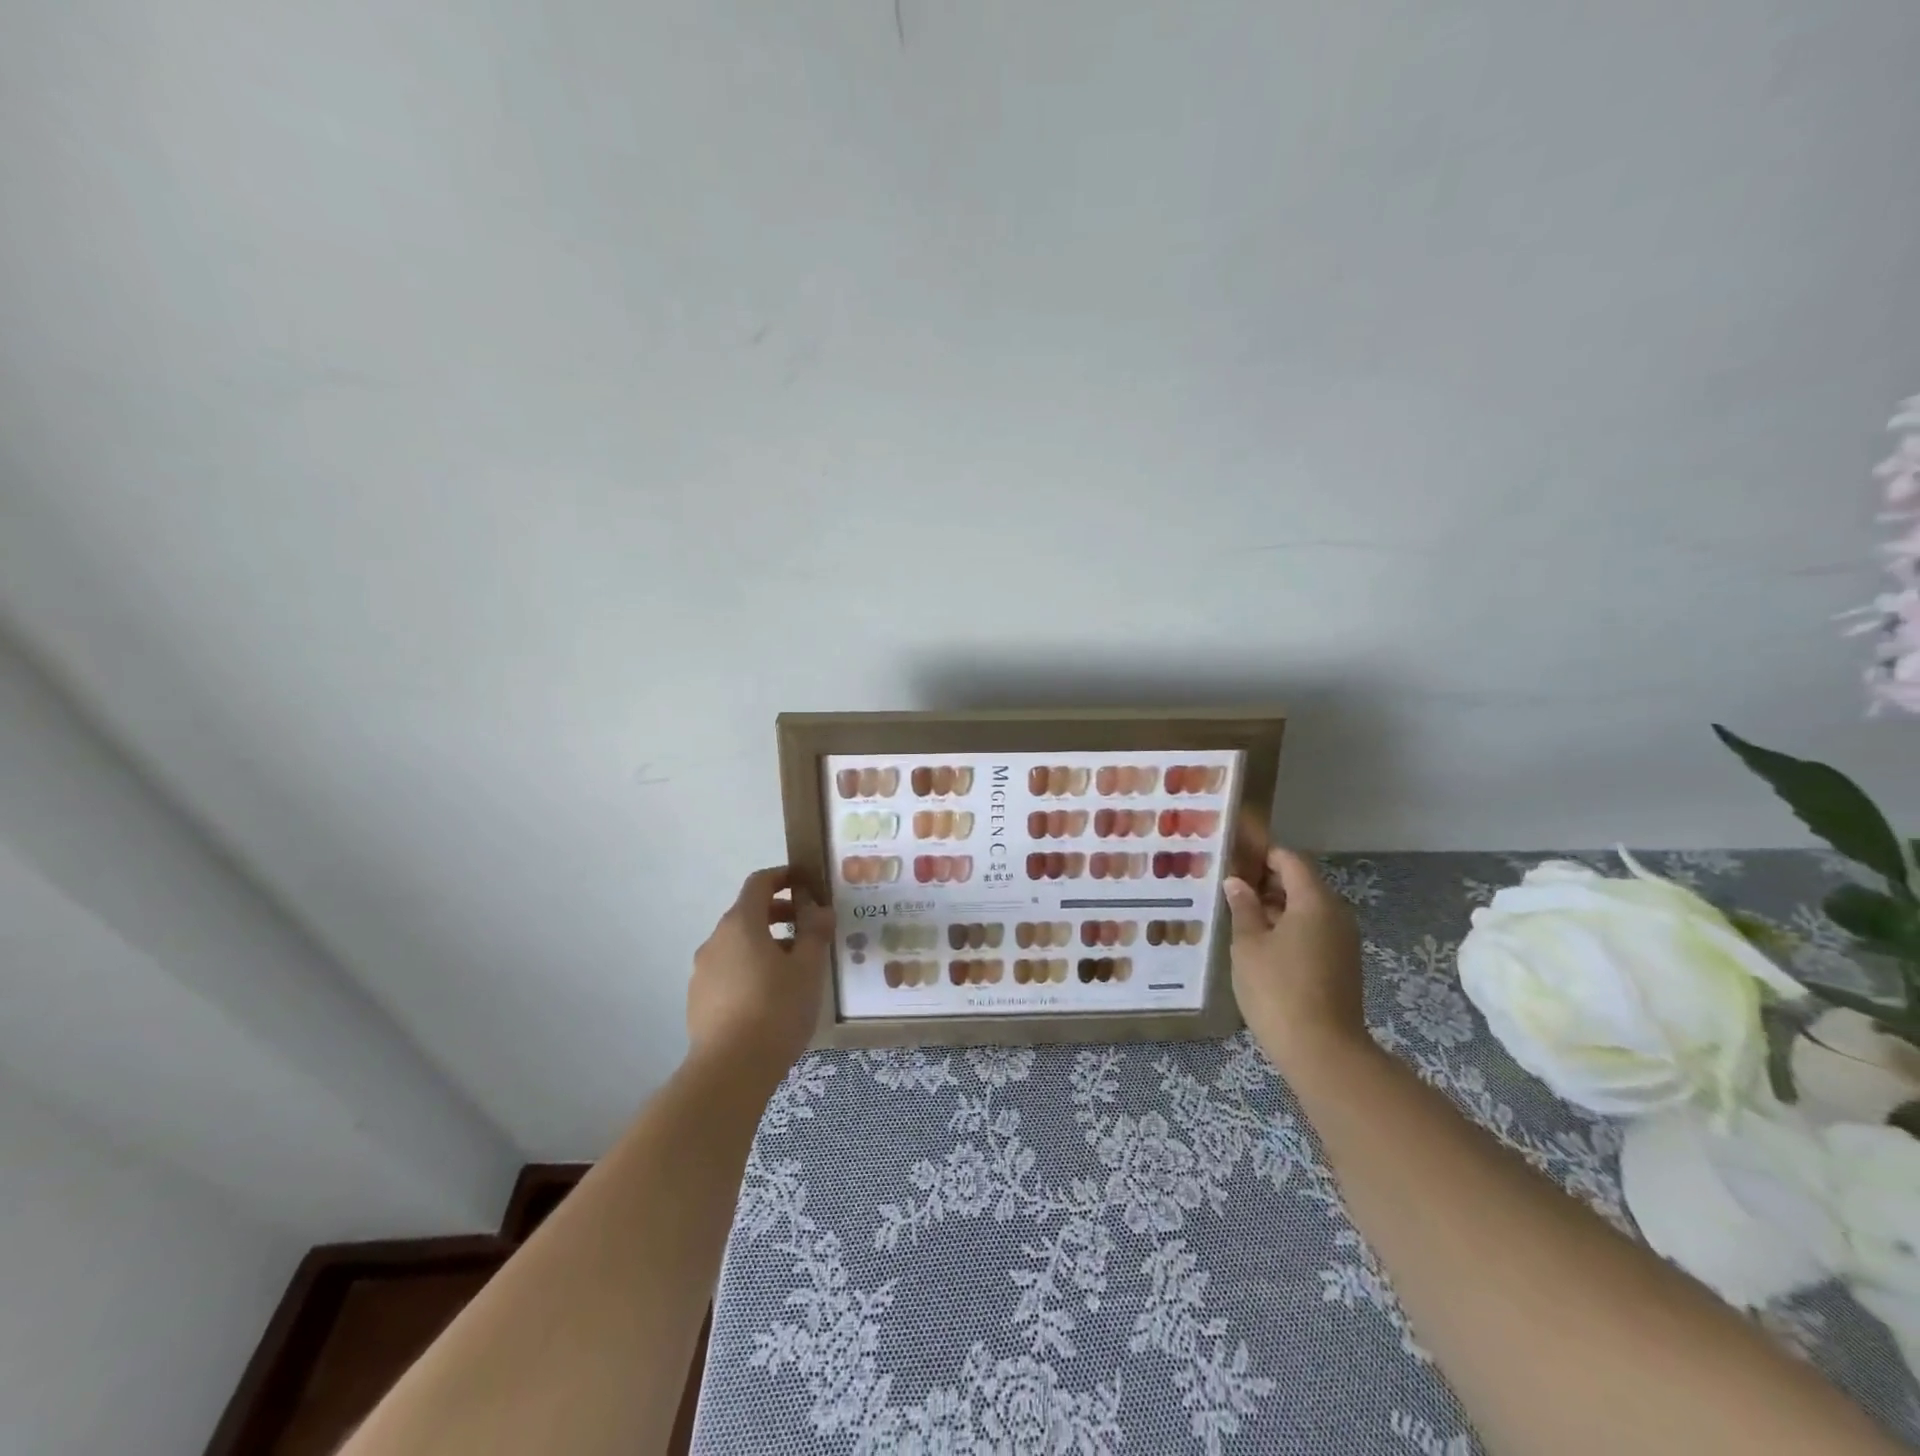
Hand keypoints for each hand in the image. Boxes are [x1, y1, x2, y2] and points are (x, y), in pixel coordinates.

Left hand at [687, 867, 831, 1077]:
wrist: (730, 1071)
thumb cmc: (776, 1009)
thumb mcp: (808, 968)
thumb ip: (815, 932)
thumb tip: (819, 909)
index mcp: (741, 923)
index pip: (759, 883)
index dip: (783, 877)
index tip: (806, 883)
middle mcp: (716, 939)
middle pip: (747, 913)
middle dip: (779, 913)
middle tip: (809, 927)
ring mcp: (702, 970)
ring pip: (737, 943)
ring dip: (765, 943)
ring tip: (794, 966)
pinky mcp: (698, 999)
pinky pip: (728, 969)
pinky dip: (750, 967)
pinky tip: (770, 995)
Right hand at [1224, 848, 1368, 1074]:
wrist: (1322, 1051)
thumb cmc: (1277, 989)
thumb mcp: (1248, 944)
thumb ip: (1243, 908)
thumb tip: (1236, 883)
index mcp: (1314, 902)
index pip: (1290, 861)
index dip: (1262, 855)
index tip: (1232, 860)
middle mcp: (1336, 914)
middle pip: (1301, 883)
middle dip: (1266, 882)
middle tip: (1229, 889)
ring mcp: (1343, 941)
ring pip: (1307, 909)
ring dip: (1276, 907)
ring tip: (1239, 916)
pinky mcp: (1342, 964)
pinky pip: (1314, 931)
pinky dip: (1289, 928)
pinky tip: (1260, 944)